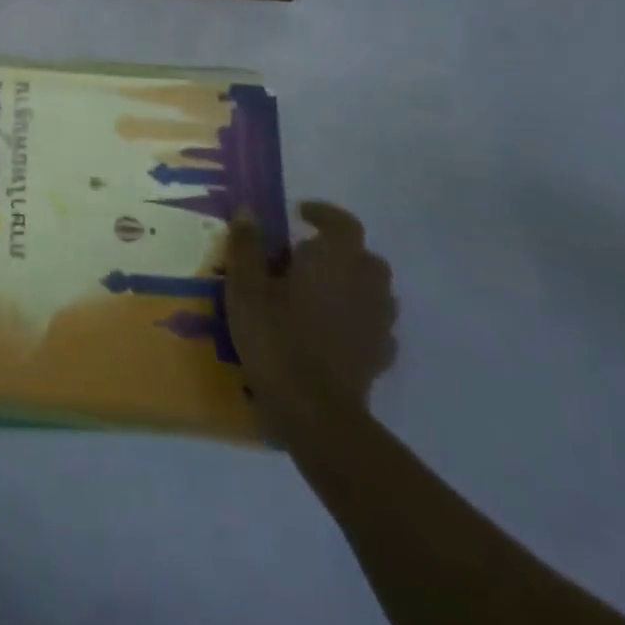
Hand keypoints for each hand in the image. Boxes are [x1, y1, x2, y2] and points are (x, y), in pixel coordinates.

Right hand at [225, 201, 397, 427]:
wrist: (314, 412)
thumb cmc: (276, 337)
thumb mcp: (245, 287)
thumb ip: (246, 245)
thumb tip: (248, 211)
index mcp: (336, 260)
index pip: (343, 223)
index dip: (324, 214)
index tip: (300, 213)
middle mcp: (365, 285)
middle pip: (364, 257)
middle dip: (340, 251)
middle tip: (306, 256)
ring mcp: (378, 323)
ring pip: (373, 290)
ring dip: (351, 283)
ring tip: (318, 291)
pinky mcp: (379, 357)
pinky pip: (373, 325)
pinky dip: (357, 319)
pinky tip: (332, 329)